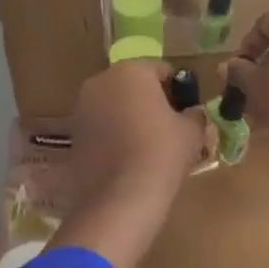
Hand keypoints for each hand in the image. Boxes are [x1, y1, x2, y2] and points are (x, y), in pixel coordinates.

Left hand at [53, 60, 210, 267]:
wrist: (121, 197)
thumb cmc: (162, 152)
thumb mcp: (193, 131)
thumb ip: (195, 114)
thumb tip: (193, 113)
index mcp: (131, 71)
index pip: (162, 70)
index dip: (178, 89)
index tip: (187, 110)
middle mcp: (101, 81)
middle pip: (134, 85)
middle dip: (150, 100)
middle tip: (169, 126)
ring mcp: (82, 108)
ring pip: (114, 105)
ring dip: (129, 117)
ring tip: (148, 144)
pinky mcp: (73, 134)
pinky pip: (101, 126)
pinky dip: (113, 135)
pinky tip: (128, 157)